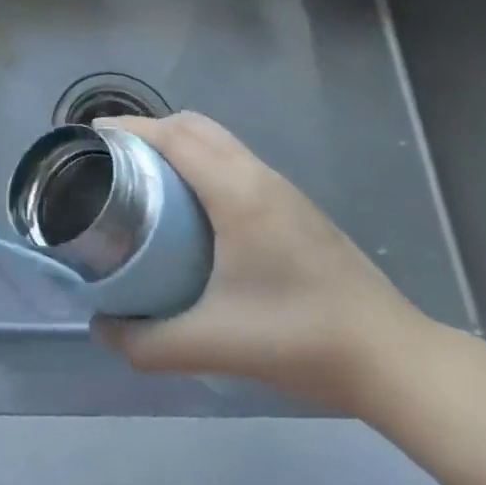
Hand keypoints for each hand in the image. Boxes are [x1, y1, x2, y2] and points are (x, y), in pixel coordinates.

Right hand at [90, 111, 438, 414]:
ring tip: (144, 176)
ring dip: (177, 143)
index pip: (172, 135)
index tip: (91, 138)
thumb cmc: (300, 339)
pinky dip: (201, 160)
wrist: (394, 359)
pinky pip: (235, 160)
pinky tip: (191, 205)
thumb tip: (102, 330)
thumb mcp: (212, 344)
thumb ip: (148, 342)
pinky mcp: (295, 206)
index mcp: (236, 192)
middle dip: (148, 130)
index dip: (128, 128)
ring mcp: (282, 189)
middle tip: (113, 159)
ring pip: (218, 139)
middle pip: (193, 125)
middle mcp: (258, 175)